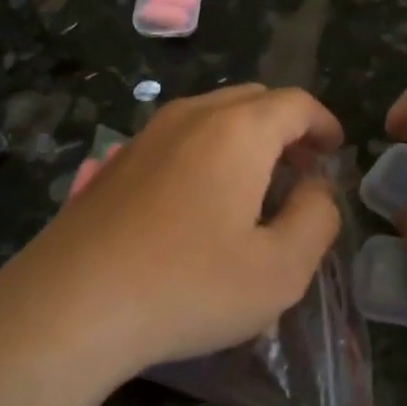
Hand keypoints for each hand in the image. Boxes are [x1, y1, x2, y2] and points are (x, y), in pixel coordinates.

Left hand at [0, 84, 344, 377]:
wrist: (70, 304)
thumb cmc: (188, 285)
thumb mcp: (280, 269)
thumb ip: (316, 219)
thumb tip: (317, 189)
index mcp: (238, 130)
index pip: (296, 104)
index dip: (324, 124)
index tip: (335, 151)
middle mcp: (192, 116)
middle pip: (254, 101)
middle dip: (287, 129)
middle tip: (302, 170)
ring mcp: (147, 134)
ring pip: (212, 116)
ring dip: (246, 139)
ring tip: (256, 186)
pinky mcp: (117, 161)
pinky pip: (179, 138)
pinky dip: (208, 152)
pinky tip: (202, 201)